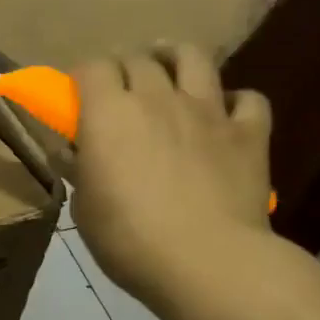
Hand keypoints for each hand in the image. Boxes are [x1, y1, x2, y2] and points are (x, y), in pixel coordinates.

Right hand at [71, 45, 275, 318]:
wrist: (209, 262)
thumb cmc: (130, 238)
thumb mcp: (85, 207)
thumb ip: (79, 169)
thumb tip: (71, 152)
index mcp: (108, 112)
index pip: (92, 67)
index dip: (84, 76)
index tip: (79, 95)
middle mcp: (157, 97)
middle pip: (138, 59)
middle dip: (125, 67)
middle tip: (121, 89)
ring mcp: (207, 111)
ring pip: (193, 58)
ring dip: (176, 56)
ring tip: (170, 67)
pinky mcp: (248, 133)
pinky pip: (248, 99)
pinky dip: (235, 101)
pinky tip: (226, 114)